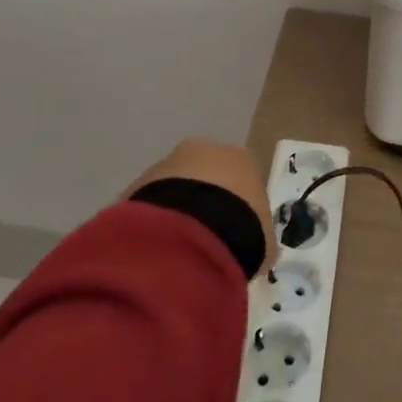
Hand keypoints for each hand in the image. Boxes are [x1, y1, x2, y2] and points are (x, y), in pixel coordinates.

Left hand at [126, 138, 274, 274]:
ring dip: (174, 212)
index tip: (234, 232)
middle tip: (203, 239)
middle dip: (202, 202)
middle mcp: (204, 151)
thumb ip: (261, 239)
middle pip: (204, 175)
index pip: (241, 178)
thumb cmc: (240, 230)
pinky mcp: (138, 183)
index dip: (237, 206)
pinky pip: (148, 206)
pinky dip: (152, 224)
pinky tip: (156, 251)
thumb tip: (260, 248)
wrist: (192, 233)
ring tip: (176, 250)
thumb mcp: (263, 241)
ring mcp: (167, 164)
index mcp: (241, 159)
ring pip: (172, 188)